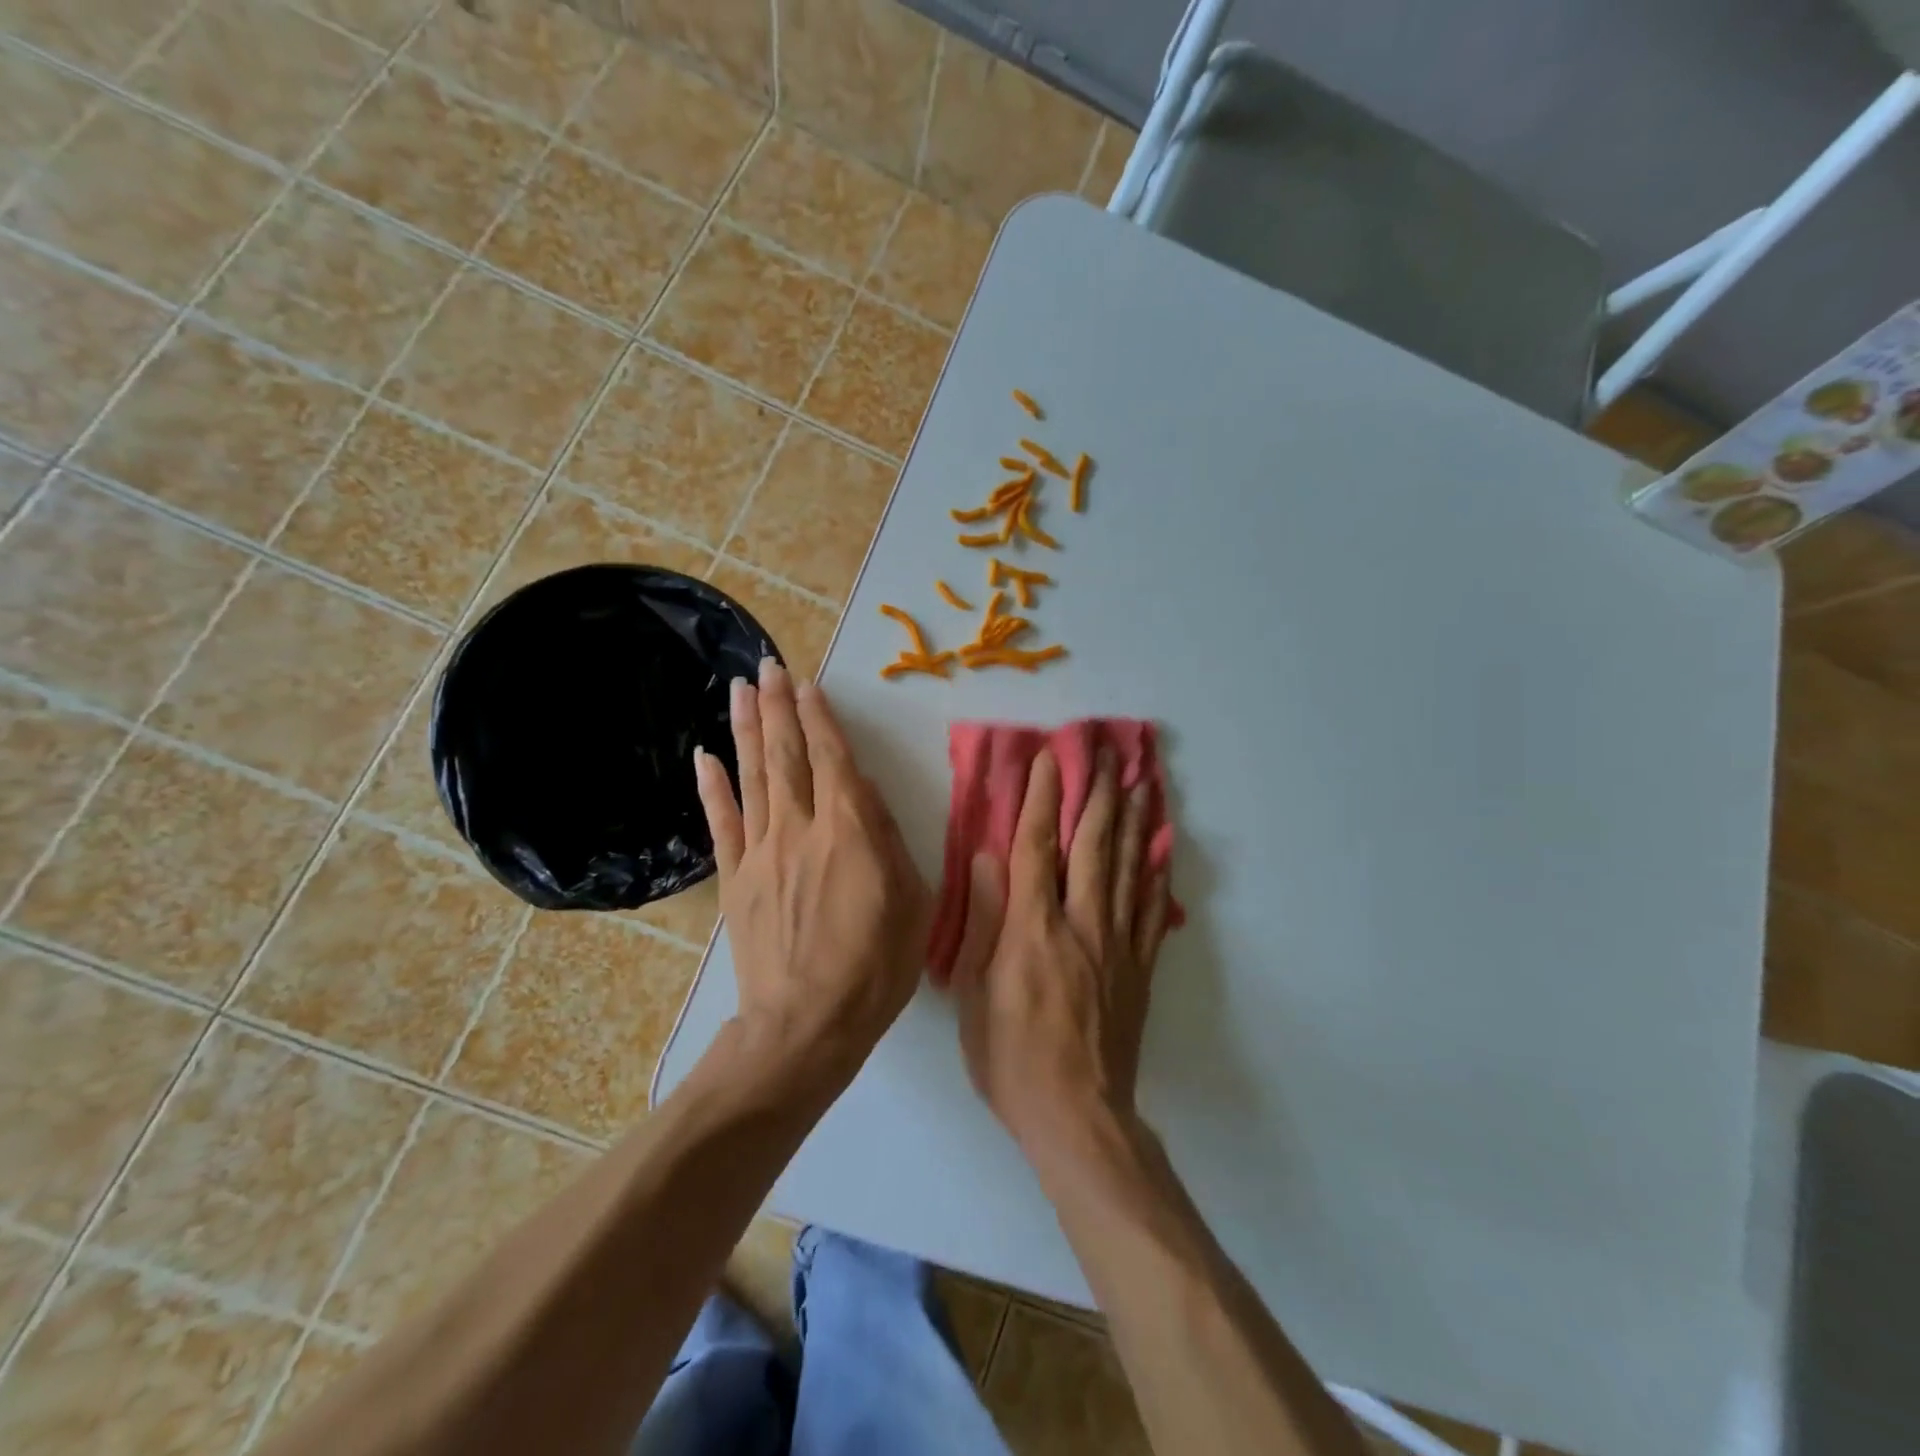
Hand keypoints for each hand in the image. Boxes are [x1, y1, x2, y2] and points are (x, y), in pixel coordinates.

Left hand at [695, 660, 930, 1088]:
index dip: (820, 718)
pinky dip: (713, 787)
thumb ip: (889, 843)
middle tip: (767, 665)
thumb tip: (868, 798)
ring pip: (753, 777)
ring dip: (747, 729)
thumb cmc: (875, 967)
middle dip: (779, 707)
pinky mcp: (735, 880)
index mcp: (850, 832)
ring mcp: (761, 852)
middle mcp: (801, 829)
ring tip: (740, 689)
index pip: (832, 759)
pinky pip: (722, 823)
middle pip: (786, 756)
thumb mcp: (912, 903)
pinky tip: (704, 755)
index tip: (808, 683)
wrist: (806, 1025)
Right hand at [948, 747, 1174, 1153]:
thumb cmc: (1011, 1056)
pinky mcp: (1139, 968)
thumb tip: (986, 857)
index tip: (1049, 759)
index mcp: (1033, 928)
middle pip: (1092, 846)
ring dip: (1133, 820)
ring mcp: (1117, 944)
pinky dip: (1157, 873)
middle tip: (1108, 753)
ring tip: (1142, 782)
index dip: (1041, 798)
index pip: (1035, 847)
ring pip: (1128, 868)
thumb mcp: (977, 992)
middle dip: (1098, 794)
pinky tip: (1163, 848)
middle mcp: (1081, 923)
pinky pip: (1152, 910)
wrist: (1078, 1116)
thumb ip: (986, 920)